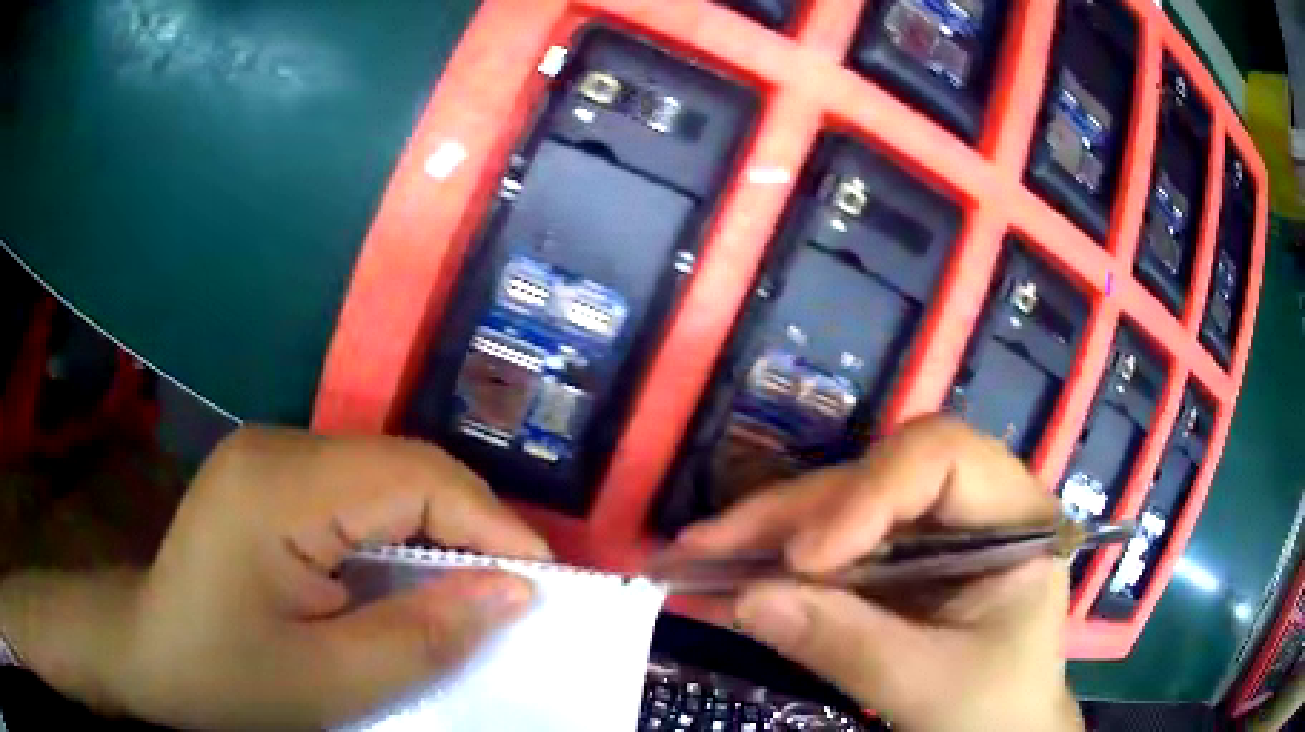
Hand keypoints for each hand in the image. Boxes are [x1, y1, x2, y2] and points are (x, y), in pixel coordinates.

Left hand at [0, 427, 549, 729]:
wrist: (149, 651)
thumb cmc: (229, 677)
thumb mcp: (333, 682)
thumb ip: (426, 636)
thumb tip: (514, 592)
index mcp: (279, 487)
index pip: (412, 477)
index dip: (491, 523)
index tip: (545, 581)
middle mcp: (277, 446)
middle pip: (401, 466)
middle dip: (470, 526)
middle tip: (514, 591)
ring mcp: (269, 453)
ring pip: (383, 474)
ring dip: (436, 528)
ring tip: (471, 586)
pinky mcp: (269, 473)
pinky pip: (356, 488)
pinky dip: (398, 529)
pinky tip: (405, 572)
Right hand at [676, 417, 1082, 731]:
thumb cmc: (992, 711)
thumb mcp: (929, 687)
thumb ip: (848, 644)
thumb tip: (749, 599)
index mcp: (1015, 518)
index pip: (944, 458)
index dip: (871, 492)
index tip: (807, 558)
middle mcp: (972, 507)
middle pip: (878, 478)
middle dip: (793, 513)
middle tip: (707, 546)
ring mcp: (932, 532)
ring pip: (843, 505)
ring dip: (769, 532)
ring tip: (696, 555)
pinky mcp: (897, 561)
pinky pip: (831, 546)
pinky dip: (776, 563)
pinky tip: (727, 575)